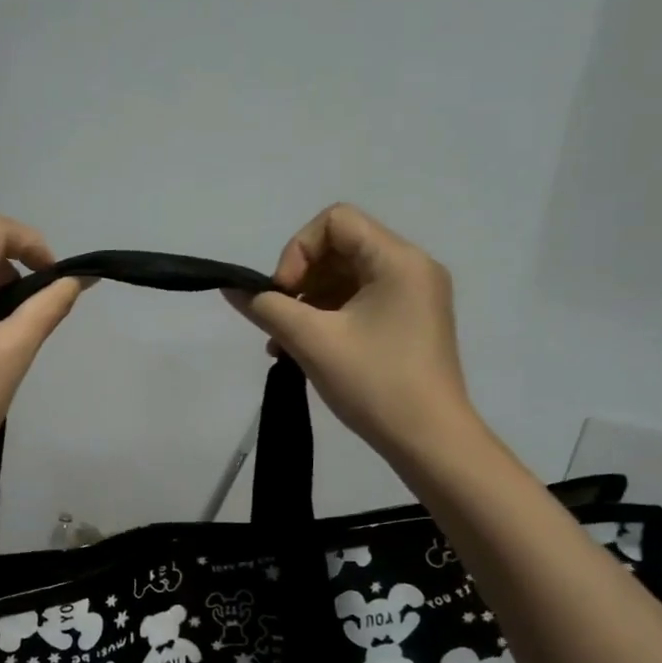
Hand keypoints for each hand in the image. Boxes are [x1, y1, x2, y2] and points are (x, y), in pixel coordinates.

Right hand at [227, 204, 478, 460]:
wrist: (430, 442)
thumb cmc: (374, 384)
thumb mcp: (311, 342)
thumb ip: (267, 308)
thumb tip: (231, 287)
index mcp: (398, 260)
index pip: (335, 221)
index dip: (297, 251)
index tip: (283, 295)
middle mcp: (411, 268)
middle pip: (340, 249)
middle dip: (300, 282)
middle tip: (279, 323)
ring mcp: (414, 297)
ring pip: (346, 279)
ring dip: (308, 305)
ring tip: (283, 345)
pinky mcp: (410, 323)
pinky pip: (360, 303)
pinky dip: (328, 319)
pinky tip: (304, 351)